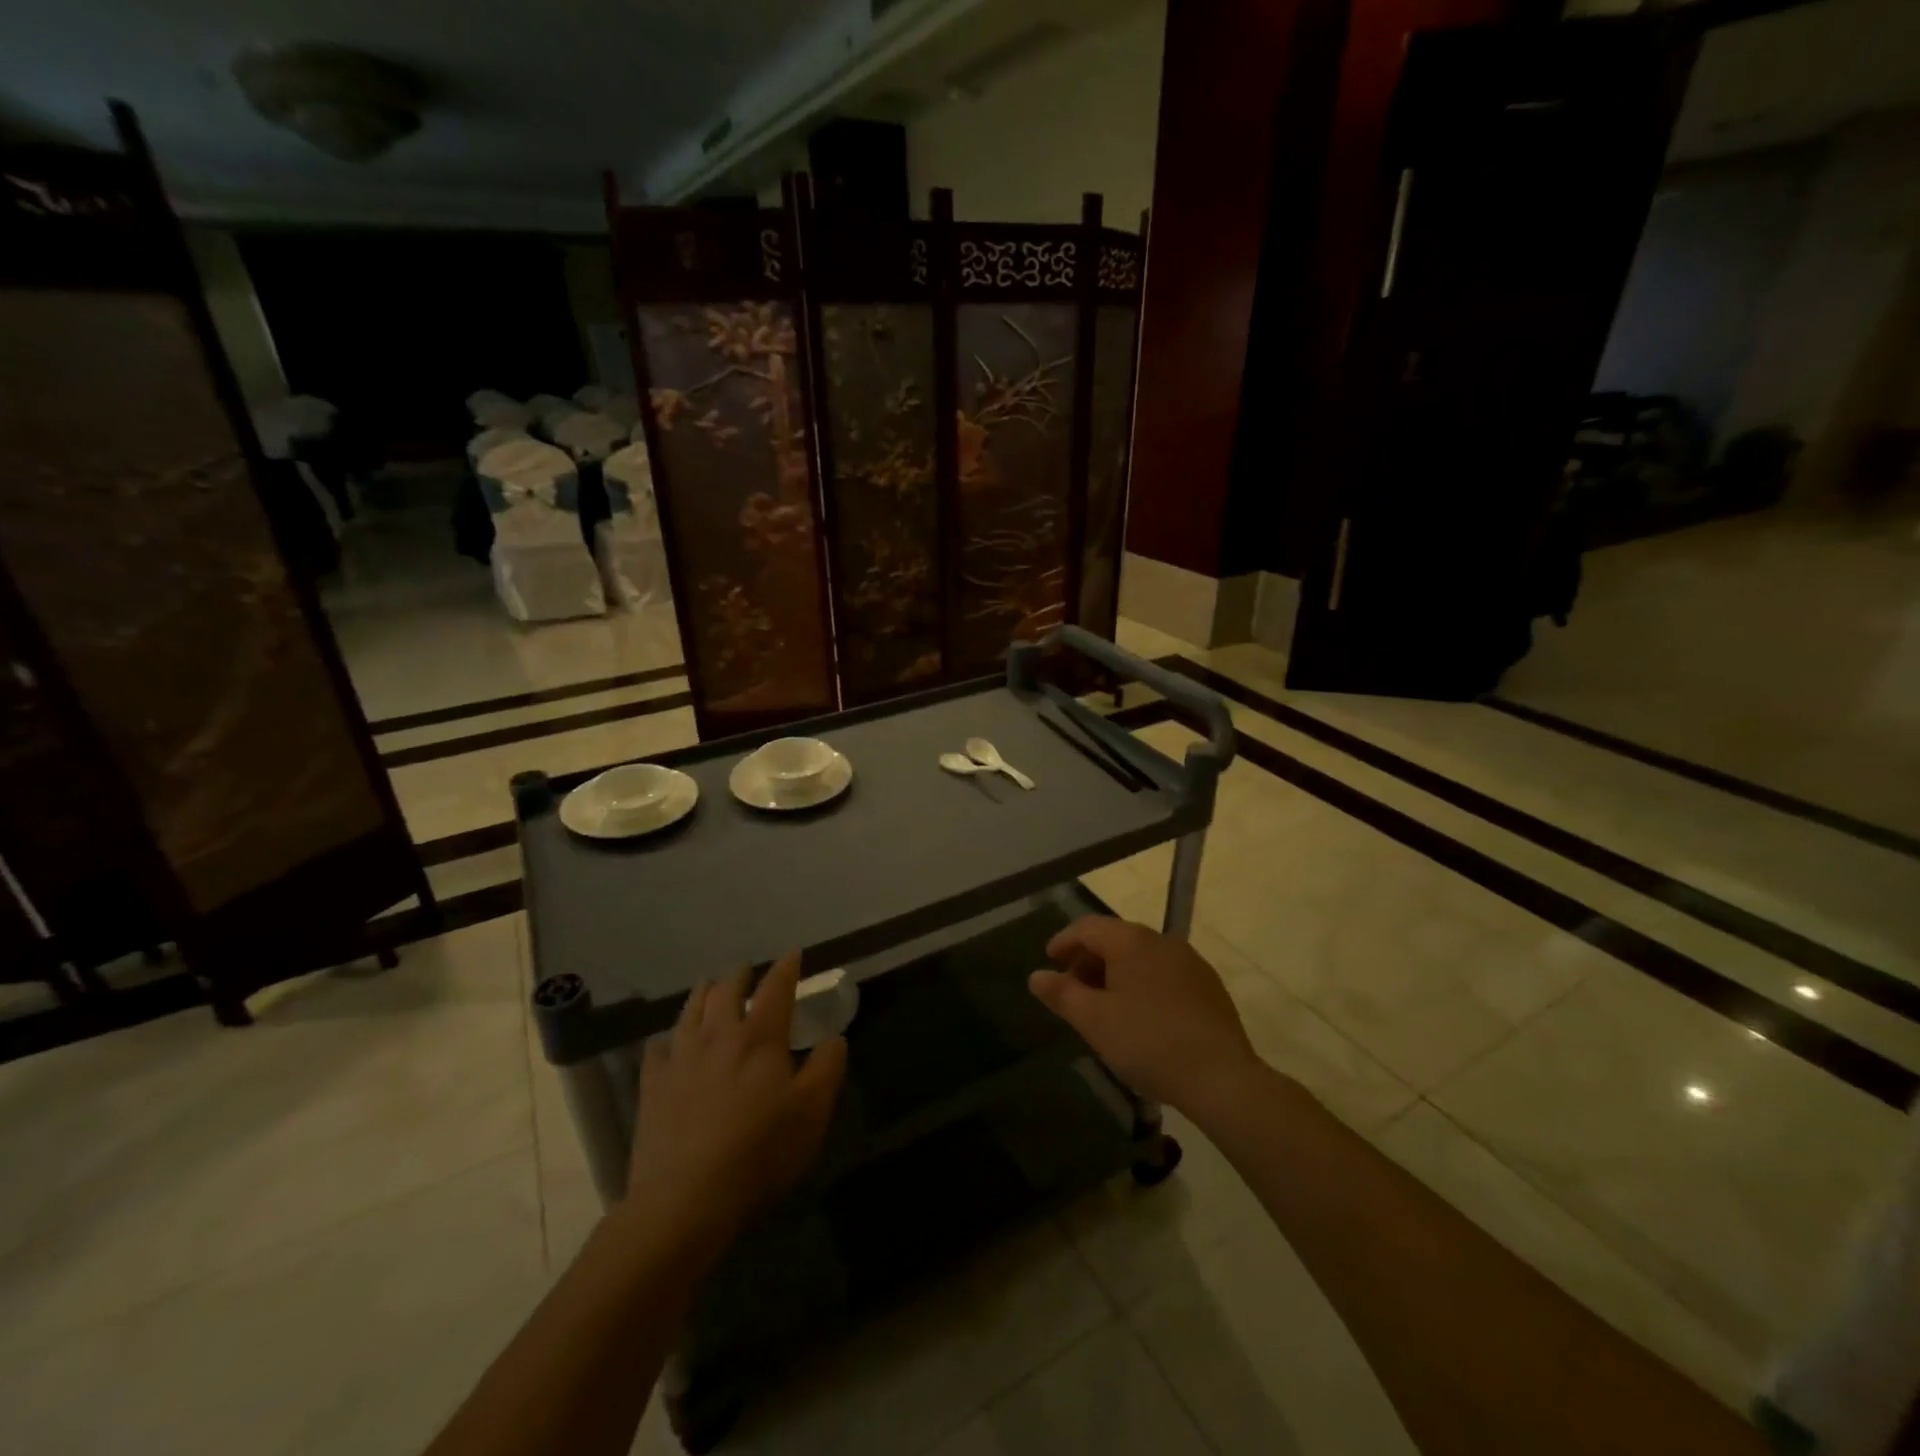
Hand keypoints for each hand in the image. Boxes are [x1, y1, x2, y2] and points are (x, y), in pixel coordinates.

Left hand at [626, 954, 847, 1251]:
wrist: (686, 1199)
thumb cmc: (760, 1151)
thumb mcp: (812, 1111)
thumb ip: (827, 1067)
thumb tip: (834, 1037)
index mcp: (760, 1037)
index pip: (775, 988)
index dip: (786, 967)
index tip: (793, 953)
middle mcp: (718, 1035)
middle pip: (726, 990)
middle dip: (740, 975)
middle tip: (747, 970)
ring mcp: (680, 1059)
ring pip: (690, 1010)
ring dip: (703, 993)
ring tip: (709, 986)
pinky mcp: (652, 1087)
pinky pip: (657, 1049)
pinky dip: (668, 1039)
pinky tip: (669, 1044)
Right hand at [1029, 916, 1262, 1115]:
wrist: (1220, 1077)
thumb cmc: (1147, 1042)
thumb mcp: (1094, 1020)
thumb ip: (1062, 994)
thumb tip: (1036, 976)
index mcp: (1131, 941)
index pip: (1087, 927)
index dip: (1063, 941)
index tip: (1049, 962)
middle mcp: (1162, 940)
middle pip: (1115, 939)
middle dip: (1089, 959)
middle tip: (1073, 989)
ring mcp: (1190, 961)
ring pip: (1141, 957)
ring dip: (1116, 973)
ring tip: (1104, 1005)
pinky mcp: (1209, 986)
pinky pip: (1164, 974)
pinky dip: (1143, 984)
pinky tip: (1141, 1016)